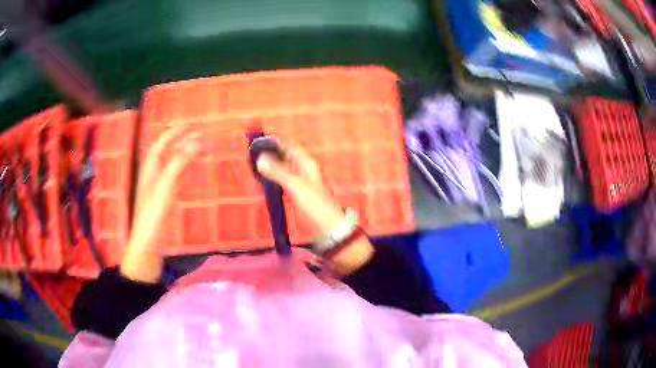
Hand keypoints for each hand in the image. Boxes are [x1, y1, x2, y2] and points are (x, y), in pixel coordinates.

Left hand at [120, 127, 199, 282]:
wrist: (147, 243)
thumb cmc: (153, 214)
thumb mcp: (165, 186)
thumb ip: (178, 163)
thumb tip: (196, 142)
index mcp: (150, 167)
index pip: (162, 142)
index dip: (175, 131)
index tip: (191, 124)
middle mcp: (152, 173)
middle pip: (166, 150)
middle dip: (181, 140)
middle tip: (200, 134)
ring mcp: (156, 185)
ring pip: (170, 162)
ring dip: (183, 152)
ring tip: (198, 148)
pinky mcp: (162, 197)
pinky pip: (173, 175)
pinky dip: (182, 167)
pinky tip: (188, 171)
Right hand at [256, 142, 372, 274]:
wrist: (327, 225)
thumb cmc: (315, 204)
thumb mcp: (296, 186)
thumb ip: (278, 172)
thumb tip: (260, 159)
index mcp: (306, 163)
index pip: (289, 145)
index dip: (275, 141)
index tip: (259, 141)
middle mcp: (302, 169)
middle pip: (284, 155)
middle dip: (270, 153)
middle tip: (253, 154)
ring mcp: (299, 180)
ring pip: (281, 168)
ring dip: (270, 166)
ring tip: (255, 166)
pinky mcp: (295, 191)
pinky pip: (281, 180)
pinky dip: (272, 178)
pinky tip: (263, 181)